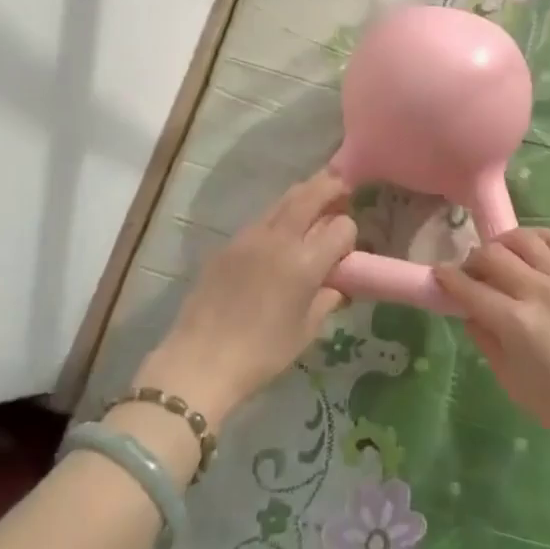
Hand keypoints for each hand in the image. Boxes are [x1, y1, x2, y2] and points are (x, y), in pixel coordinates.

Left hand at [139, 170, 355, 424]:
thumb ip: (327, 298)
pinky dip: (279, 216)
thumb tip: (336, 283)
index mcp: (305, 262)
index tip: (346, 251)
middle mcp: (280, 238)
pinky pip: (262, 218)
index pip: (342, 226)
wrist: (200, 361)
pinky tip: (279, 236)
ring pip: (284, 199)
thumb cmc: (262, 354)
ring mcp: (250, 236)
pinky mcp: (228, 243)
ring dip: (304, 195)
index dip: (349, 234)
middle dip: (331, 186)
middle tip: (343, 188)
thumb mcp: (307, 331)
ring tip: (315, 203)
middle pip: (312, 193)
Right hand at [435, 228, 549, 458]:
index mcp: (515, 322)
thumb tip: (469, 312)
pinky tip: (528, 248)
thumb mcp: (511, 381)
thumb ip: (485, 341)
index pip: (469, 289)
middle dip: (471, 260)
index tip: (438, 275)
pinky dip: (535, 237)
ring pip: (522, 239)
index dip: (447, 279)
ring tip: (498, 257)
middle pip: (491, 255)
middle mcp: (537, 291)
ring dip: (501, 243)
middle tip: (470, 274)